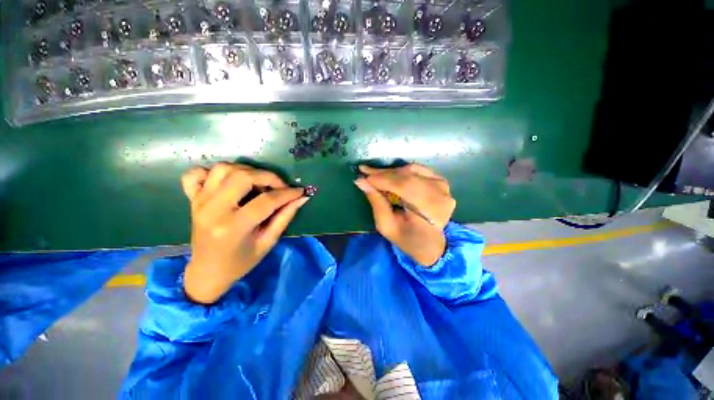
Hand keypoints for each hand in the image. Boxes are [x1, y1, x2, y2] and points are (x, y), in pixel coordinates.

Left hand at [181, 163, 309, 303]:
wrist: (207, 271)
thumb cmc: (241, 262)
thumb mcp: (268, 242)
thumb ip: (285, 217)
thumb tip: (301, 198)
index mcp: (233, 227)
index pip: (266, 201)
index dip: (288, 194)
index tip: (300, 191)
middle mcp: (213, 210)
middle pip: (243, 177)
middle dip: (269, 177)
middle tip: (280, 187)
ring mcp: (199, 202)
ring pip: (223, 169)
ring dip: (246, 171)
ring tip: (258, 183)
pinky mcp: (192, 199)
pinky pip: (196, 174)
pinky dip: (213, 172)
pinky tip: (228, 182)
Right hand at [354, 164, 455, 265]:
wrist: (430, 243)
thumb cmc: (407, 238)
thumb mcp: (387, 226)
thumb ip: (376, 202)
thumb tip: (361, 181)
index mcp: (431, 210)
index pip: (404, 186)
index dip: (382, 179)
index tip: (363, 176)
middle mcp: (440, 194)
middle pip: (407, 176)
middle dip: (383, 173)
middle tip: (365, 172)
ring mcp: (443, 186)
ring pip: (411, 170)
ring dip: (391, 172)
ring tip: (375, 175)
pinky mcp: (440, 181)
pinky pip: (417, 170)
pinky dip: (401, 172)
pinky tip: (390, 176)